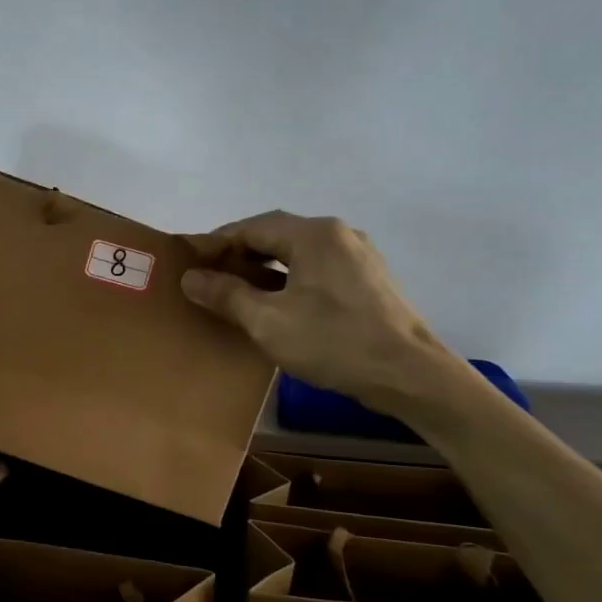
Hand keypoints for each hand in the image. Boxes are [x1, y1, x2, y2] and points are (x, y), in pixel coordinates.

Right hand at [181, 211, 459, 413]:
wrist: (410, 375)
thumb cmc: (334, 342)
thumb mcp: (268, 321)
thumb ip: (226, 295)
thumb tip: (191, 278)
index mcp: (313, 234)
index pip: (252, 226)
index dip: (217, 243)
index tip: (191, 262)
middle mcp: (338, 234)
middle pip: (276, 235)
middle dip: (240, 254)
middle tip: (209, 278)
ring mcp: (358, 256)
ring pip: (298, 253)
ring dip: (264, 268)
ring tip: (237, 292)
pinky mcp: (369, 280)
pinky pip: (317, 269)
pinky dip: (289, 279)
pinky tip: (277, 304)